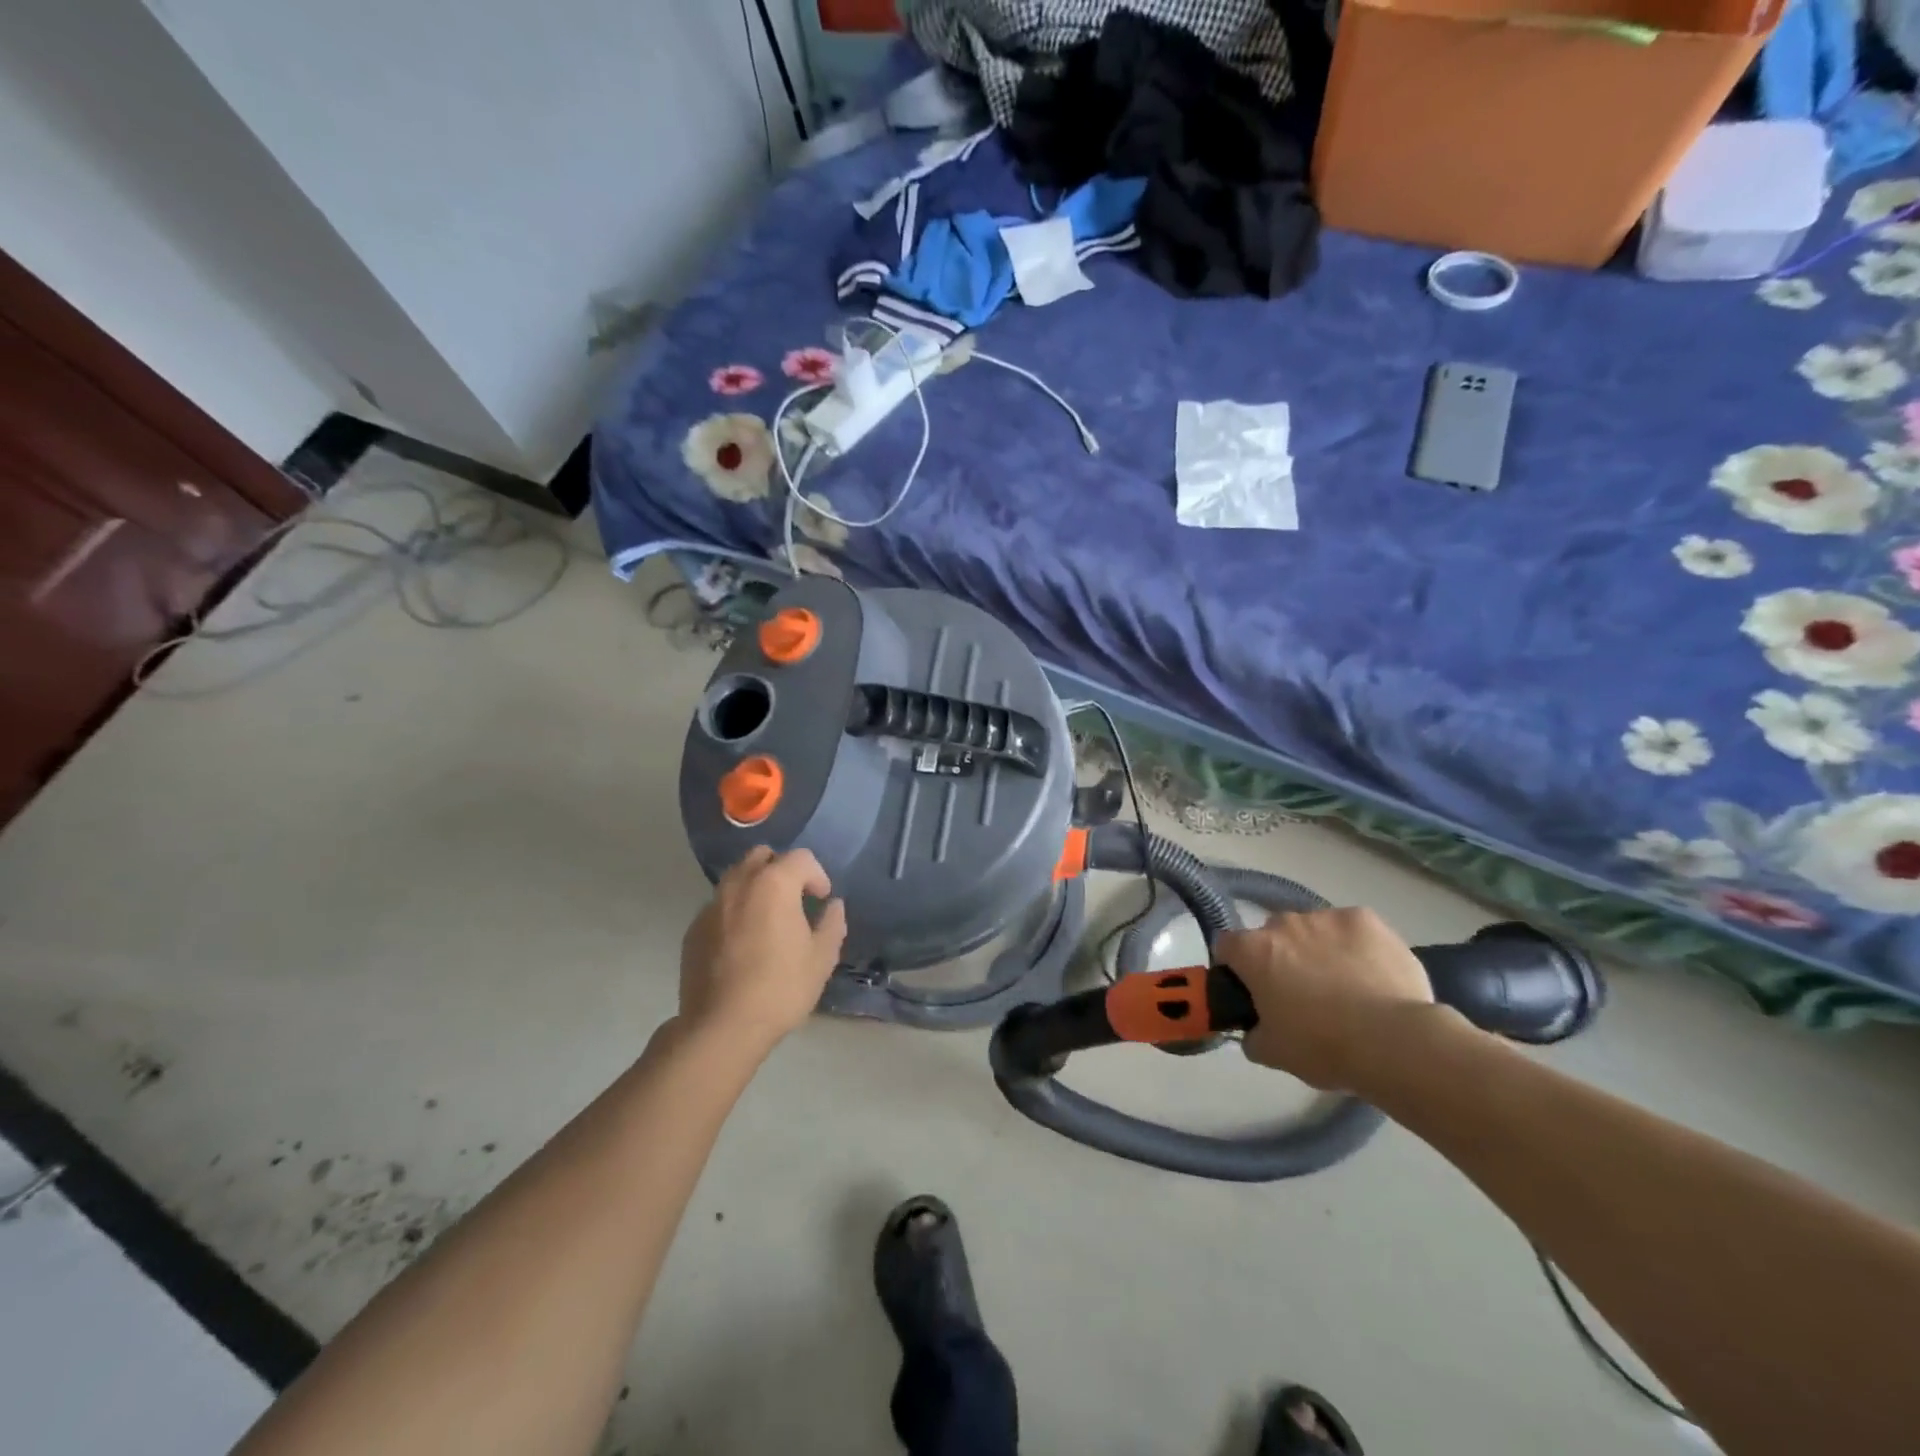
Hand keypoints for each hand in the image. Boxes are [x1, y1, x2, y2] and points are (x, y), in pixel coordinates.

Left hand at [678, 846, 846, 1052]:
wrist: (721, 1027)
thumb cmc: (780, 988)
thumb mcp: (821, 959)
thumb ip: (832, 924)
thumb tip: (833, 906)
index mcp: (774, 884)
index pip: (800, 858)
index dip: (817, 875)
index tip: (821, 900)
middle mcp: (739, 884)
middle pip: (762, 856)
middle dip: (781, 869)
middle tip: (793, 899)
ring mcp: (711, 905)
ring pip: (736, 877)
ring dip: (755, 887)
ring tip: (767, 919)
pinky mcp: (693, 929)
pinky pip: (719, 905)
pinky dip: (734, 911)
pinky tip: (743, 942)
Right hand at [1216, 907, 1433, 1090]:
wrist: (1394, 1041)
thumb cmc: (1323, 1046)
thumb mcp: (1273, 1053)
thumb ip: (1253, 1035)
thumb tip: (1254, 1030)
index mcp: (1253, 951)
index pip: (1226, 946)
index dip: (1235, 967)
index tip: (1251, 990)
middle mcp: (1283, 923)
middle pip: (1272, 934)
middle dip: (1281, 957)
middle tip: (1301, 994)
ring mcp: (1326, 916)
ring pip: (1313, 929)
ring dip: (1318, 949)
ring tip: (1345, 986)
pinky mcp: (1366, 919)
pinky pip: (1351, 929)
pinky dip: (1355, 946)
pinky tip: (1372, 974)